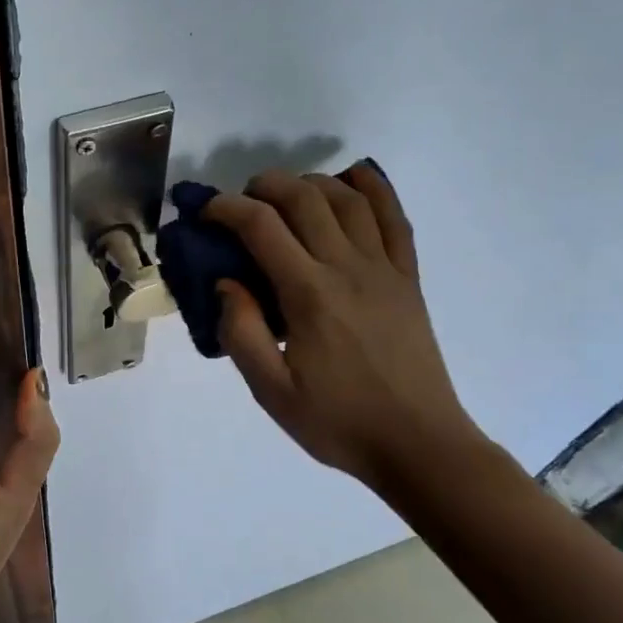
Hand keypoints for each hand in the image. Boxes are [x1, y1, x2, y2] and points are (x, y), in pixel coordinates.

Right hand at [203, 163, 489, 508]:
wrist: (418, 444)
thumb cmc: (338, 422)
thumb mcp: (272, 392)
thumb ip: (241, 333)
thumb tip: (226, 282)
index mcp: (309, 295)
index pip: (261, 227)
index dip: (226, 209)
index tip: (205, 214)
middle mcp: (347, 268)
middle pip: (304, 198)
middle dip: (264, 186)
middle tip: (241, 202)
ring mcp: (385, 269)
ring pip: (348, 198)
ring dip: (311, 182)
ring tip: (287, 194)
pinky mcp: (408, 278)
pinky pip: (395, 218)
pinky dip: (374, 188)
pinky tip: (354, 179)